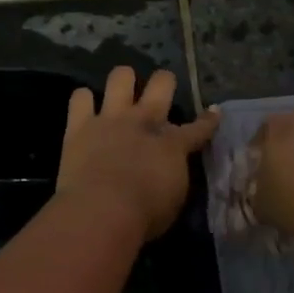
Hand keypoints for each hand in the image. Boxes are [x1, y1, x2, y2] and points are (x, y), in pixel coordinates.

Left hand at [59, 67, 219, 241]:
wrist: (102, 210)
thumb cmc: (145, 216)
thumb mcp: (174, 200)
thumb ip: (173, 177)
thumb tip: (169, 171)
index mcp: (173, 145)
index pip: (198, 128)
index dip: (209, 119)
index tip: (214, 111)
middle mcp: (143, 122)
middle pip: (162, 84)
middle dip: (164, 82)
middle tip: (161, 88)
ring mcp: (110, 119)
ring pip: (121, 76)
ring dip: (123, 80)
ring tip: (122, 88)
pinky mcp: (79, 125)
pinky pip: (80, 97)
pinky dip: (83, 100)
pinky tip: (84, 108)